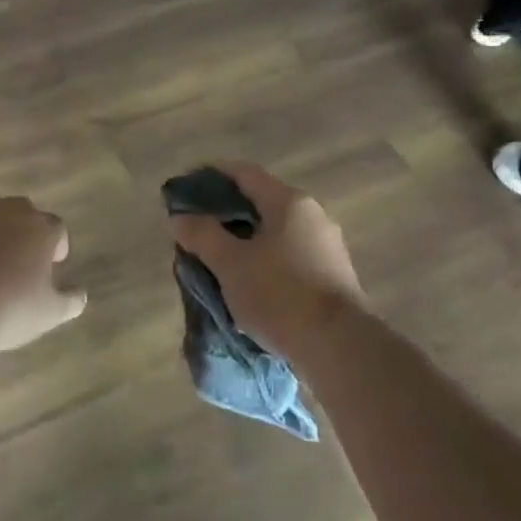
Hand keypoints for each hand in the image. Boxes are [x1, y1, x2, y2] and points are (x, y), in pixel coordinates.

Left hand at [0, 187, 87, 351]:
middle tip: (19, 260)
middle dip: (24, 230)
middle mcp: (7, 212)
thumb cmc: (6, 309)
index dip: (55, 248)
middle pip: (23, 211)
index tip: (50, 268)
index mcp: (39, 228)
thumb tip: (80, 294)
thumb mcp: (47, 314)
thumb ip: (69, 302)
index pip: (57, 229)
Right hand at [168, 163, 367, 354]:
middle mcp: (312, 215)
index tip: (185, 189)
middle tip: (195, 231)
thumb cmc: (280, 295)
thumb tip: (181, 217)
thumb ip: (202, 235)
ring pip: (274, 231)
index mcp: (288, 202)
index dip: (211, 176)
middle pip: (259, 201)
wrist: (340, 347)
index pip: (243, 173)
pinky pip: (288, 255)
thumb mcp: (230, 264)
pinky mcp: (332, 274)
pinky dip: (263, 259)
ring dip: (243, 239)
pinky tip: (247, 281)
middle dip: (224, 213)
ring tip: (216, 259)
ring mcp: (326, 245)